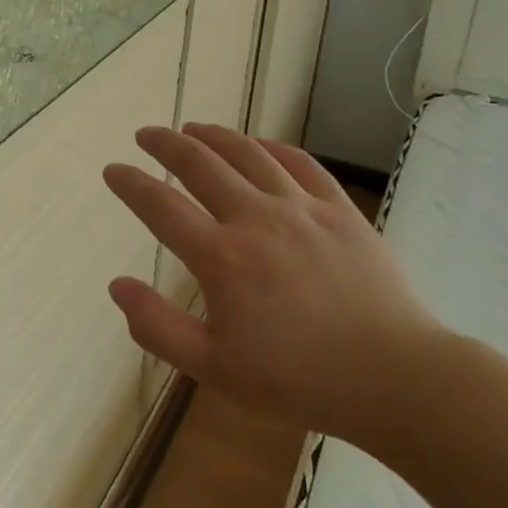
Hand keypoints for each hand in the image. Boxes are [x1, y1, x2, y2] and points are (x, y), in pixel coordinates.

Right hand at [102, 123, 441, 447]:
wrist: (395, 378)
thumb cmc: (298, 379)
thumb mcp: (215, 368)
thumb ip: (158, 327)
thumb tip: (117, 285)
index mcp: (222, 257)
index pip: (161, 206)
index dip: (131, 184)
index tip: (112, 170)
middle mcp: (256, 218)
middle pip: (201, 164)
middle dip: (167, 144)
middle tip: (146, 134)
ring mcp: (302, 209)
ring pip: (248, 154)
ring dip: (214, 136)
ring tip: (193, 128)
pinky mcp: (340, 210)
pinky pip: (300, 163)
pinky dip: (272, 146)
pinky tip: (258, 144)